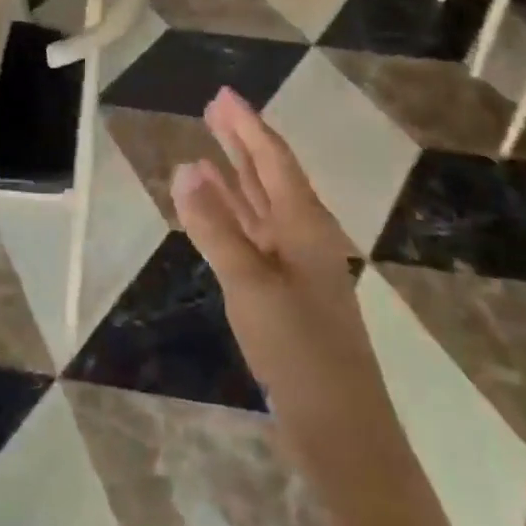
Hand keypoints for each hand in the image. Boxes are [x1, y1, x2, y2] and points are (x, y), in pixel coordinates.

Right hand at [171, 87, 366, 422]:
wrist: (342, 431)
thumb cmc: (299, 348)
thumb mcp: (249, 283)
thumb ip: (215, 226)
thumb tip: (184, 168)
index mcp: (304, 224)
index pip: (272, 158)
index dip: (247, 124)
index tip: (223, 95)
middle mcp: (303, 234)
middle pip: (269, 174)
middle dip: (242, 141)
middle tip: (214, 108)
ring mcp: (294, 264)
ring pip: (261, 205)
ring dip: (235, 175)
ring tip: (207, 148)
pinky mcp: (284, 291)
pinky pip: (254, 234)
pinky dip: (232, 214)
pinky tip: (213, 210)